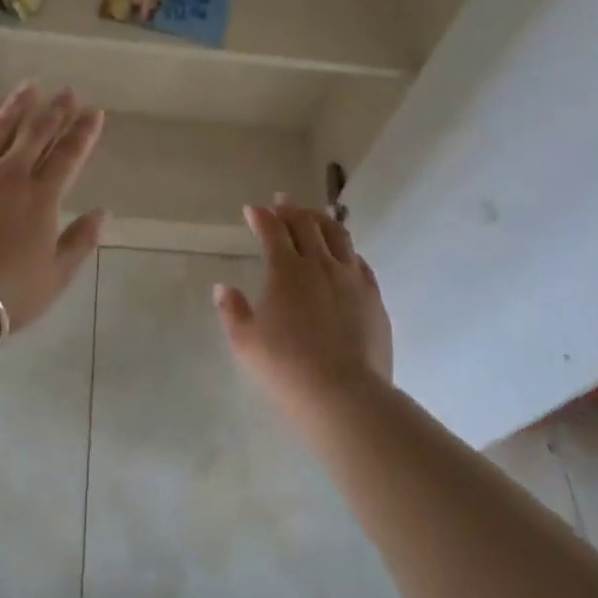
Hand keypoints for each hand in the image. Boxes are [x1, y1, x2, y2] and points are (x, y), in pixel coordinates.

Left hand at [0, 85, 106, 336]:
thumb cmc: (7, 293)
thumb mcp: (56, 276)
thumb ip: (80, 241)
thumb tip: (102, 212)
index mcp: (41, 197)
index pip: (69, 155)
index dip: (83, 132)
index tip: (93, 111)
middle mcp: (9, 176)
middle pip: (36, 134)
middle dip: (55, 111)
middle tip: (67, 91)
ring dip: (15, 108)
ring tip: (28, 86)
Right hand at [215, 196, 392, 432]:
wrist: (344, 395)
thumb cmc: (287, 368)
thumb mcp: (246, 342)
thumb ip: (232, 311)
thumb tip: (223, 288)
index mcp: (287, 271)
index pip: (273, 231)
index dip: (262, 217)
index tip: (253, 210)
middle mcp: (320, 265)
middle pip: (307, 225)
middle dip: (291, 210)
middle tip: (283, 201)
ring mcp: (352, 279)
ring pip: (338, 236)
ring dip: (322, 221)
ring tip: (315, 215)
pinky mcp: (373, 298)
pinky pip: (361, 263)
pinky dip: (348, 250)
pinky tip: (346, 254)